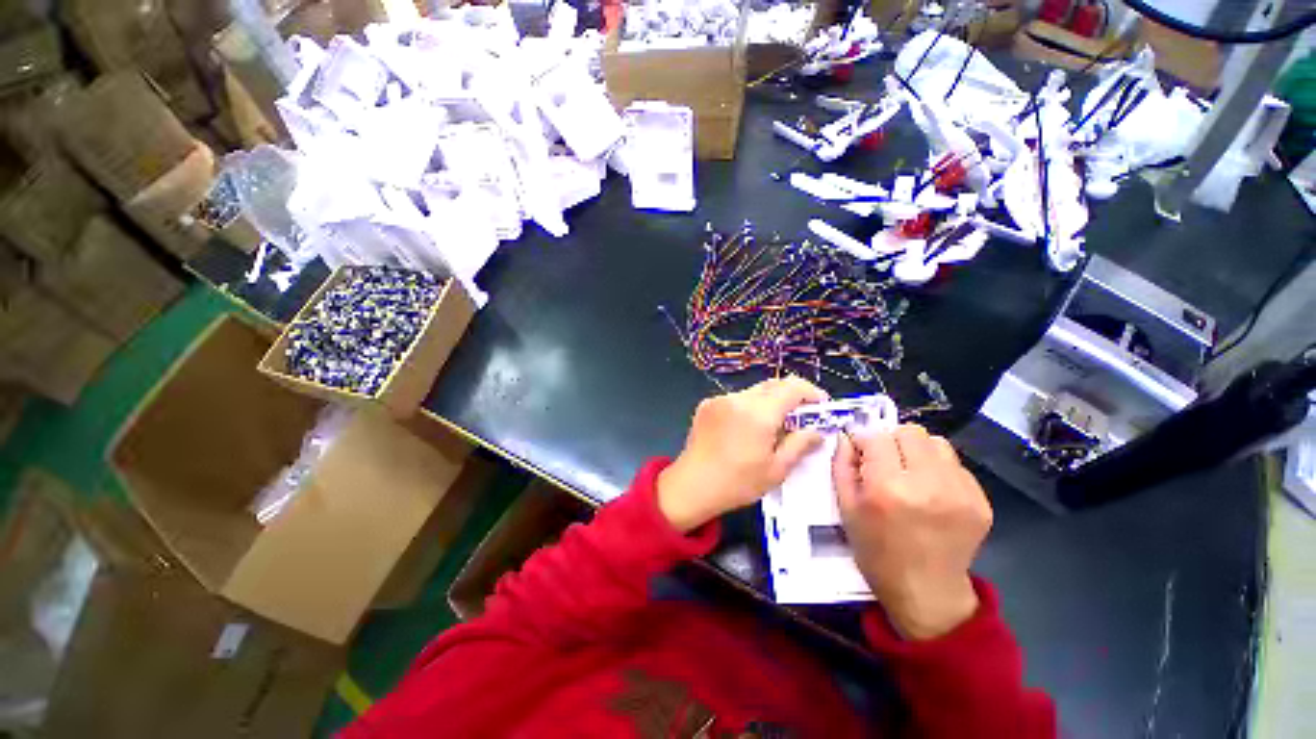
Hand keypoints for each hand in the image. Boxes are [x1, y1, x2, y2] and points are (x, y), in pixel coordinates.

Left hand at [657, 377, 827, 531]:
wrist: (691, 485)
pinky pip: (736, 398)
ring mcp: (720, 399)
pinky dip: (748, 407)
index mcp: (759, 413)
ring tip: (773, 426)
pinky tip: (746, 429)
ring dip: (769, 402)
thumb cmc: (737, 483)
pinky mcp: (707, 404)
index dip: (811, 393)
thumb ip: (800, 445)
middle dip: (792, 396)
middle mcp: (739, 398)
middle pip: (773, 385)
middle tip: (801, 417)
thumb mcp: (776, 470)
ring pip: (754, 391)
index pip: (792, 387)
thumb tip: (817, 431)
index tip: (821, 407)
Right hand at [833, 424, 992, 639]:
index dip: (865, 442)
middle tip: (886, 463)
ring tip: (911, 474)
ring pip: (937, 443)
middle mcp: (928, 484)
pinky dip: (939, 469)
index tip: (862, 455)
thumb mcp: (846, 509)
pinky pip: (956, 465)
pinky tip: (931, 492)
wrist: (927, 593)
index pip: (876, 437)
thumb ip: (841, 466)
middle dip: (892, 441)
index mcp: (888, 488)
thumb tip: (847, 438)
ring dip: (918, 451)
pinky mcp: (981, 502)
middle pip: (910, 432)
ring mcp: (960, 493)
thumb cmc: (877, 552)